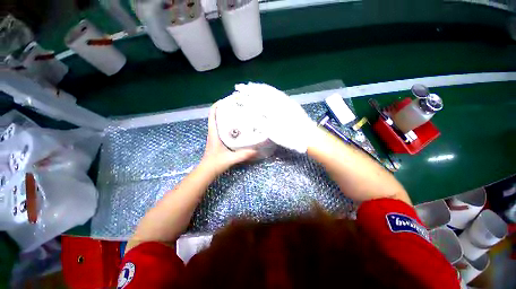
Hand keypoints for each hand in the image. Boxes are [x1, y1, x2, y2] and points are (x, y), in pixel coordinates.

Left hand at [201, 102, 257, 174]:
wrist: (207, 171)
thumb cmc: (215, 163)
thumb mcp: (230, 158)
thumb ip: (243, 155)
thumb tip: (256, 150)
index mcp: (214, 133)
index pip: (212, 115)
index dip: (217, 105)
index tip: (227, 100)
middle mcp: (213, 132)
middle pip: (216, 116)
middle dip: (225, 109)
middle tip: (236, 107)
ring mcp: (215, 136)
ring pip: (219, 122)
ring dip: (226, 116)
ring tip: (238, 114)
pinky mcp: (218, 140)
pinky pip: (222, 129)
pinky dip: (228, 125)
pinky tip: (237, 127)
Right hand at [234, 83, 316, 152]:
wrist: (308, 136)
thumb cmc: (290, 137)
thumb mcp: (273, 133)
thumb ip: (261, 123)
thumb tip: (249, 114)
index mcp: (273, 111)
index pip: (256, 100)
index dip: (246, 96)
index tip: (237, 93)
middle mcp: (278, 103)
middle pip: (262, 93)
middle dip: (250, 89)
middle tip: (241, 86)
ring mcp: (285, 101)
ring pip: (270, 91)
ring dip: (259, 87)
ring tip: (251, 85)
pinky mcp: (290, 102)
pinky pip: (278, 93)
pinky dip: (270, 89)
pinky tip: (267, 89)